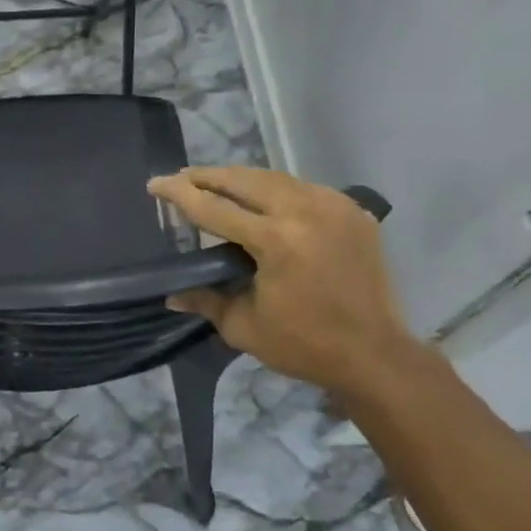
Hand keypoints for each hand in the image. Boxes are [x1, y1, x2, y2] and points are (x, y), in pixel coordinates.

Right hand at [148, 167, 413, 394]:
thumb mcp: (243, 326)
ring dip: (240, 179)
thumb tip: (171, 294)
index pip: (214, 208)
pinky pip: (303, 188)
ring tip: (214, 182)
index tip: (155, 183)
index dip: (179, 194)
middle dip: (207, 176)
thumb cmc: (304, 345)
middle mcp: (305, 211)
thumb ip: (205, 300)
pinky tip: (261, 199)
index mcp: (276, 240)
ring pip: (274, 178)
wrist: (375, 354)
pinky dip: (275, 189)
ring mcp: (333, 206)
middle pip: (244, 180)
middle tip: (181, 178)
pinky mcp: (352, 210)